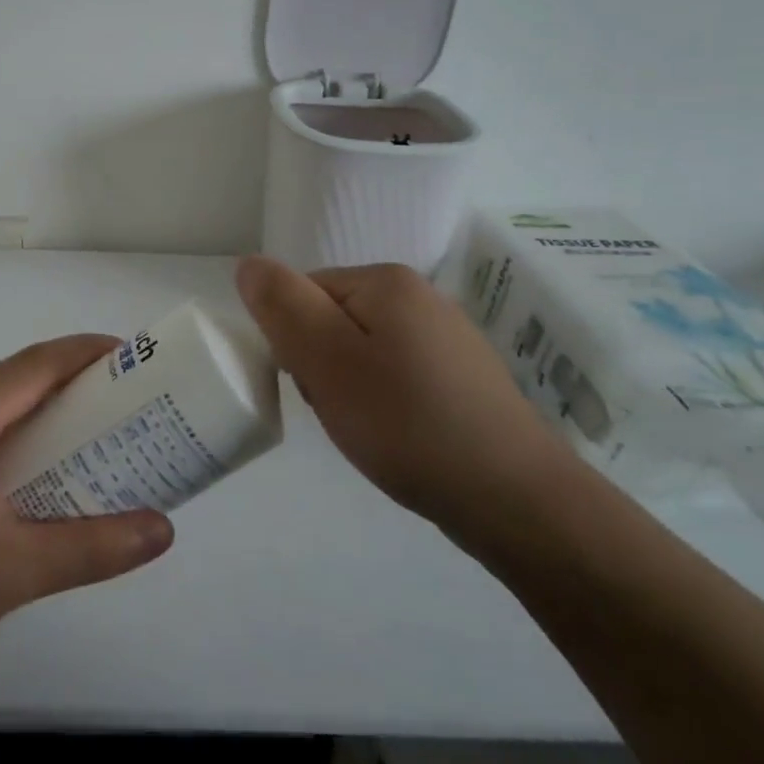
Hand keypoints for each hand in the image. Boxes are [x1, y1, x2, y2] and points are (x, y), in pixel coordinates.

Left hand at [0, 336, 174, 687]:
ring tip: (60, 452)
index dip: (88, 355)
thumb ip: (91, 548)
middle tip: (108, 418)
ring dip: (20, 417)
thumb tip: (162, 531)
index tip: (130, 358)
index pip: (37, 364)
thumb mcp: (10, 572)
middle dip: (62, 393)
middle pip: (6, 382)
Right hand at [235, 257, 572, 546]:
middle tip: (342, 410)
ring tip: (368, 429)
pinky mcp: (461, 378)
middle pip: (333, 320)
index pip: (304, 294)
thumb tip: (249, 264)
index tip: (314, 385)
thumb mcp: (327, 361)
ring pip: (363, 352)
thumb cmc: (406, 423)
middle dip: (322, 365)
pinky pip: (396, 377)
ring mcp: (446, 339)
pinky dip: (384, 404)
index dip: (294, 341)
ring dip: (350, 388)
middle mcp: (420, 297)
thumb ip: (283, 307)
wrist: (514, 499)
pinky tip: (398, 437)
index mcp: (387, 282)